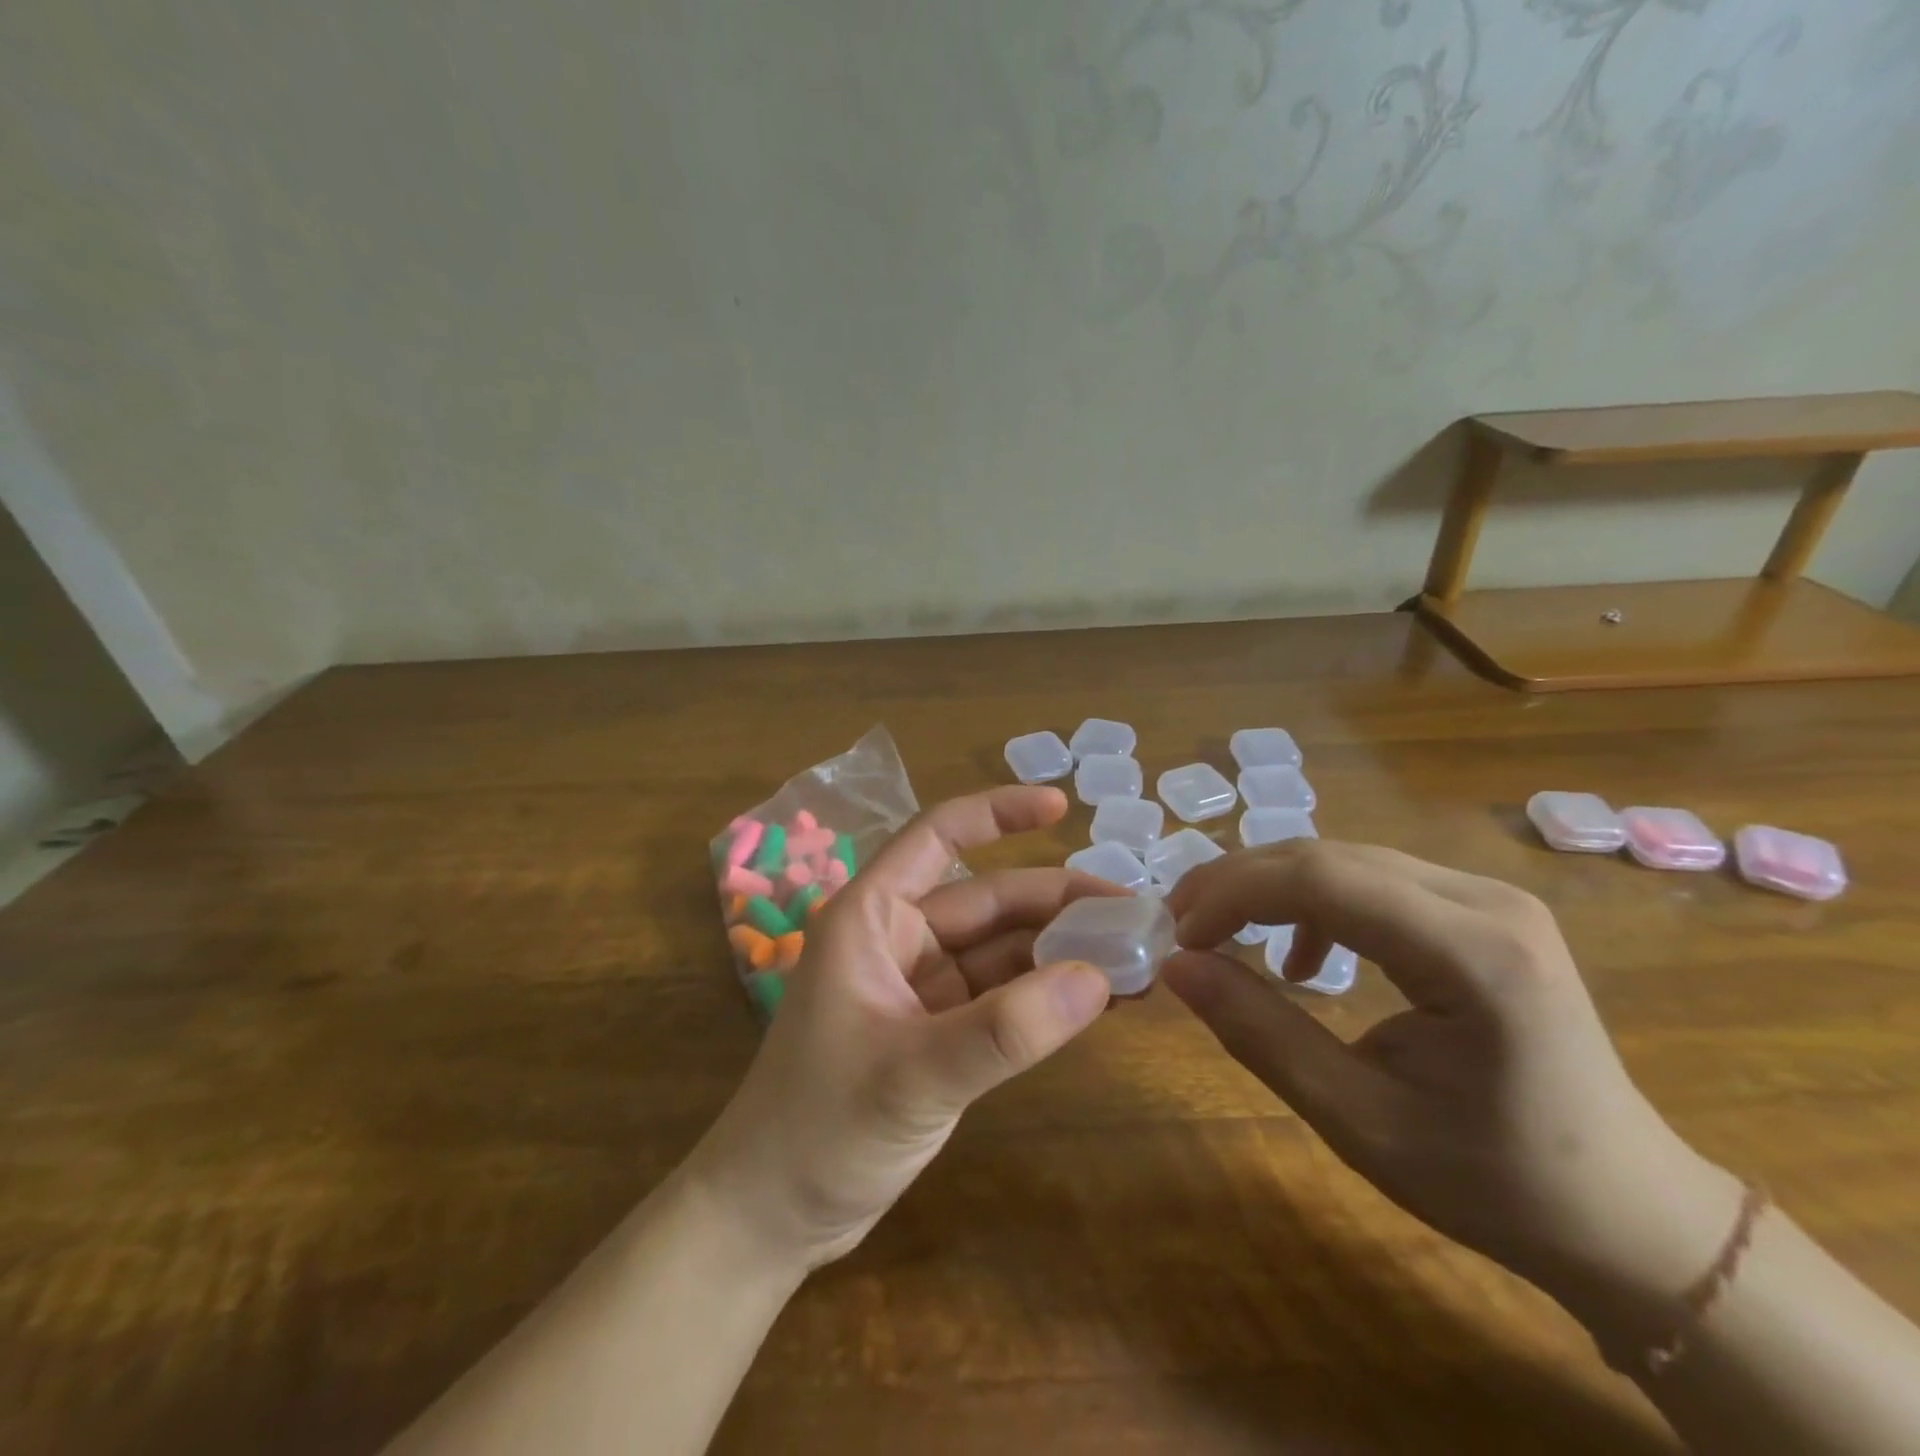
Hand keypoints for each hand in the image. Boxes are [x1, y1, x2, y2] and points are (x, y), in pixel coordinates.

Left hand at [685, 787, 1116, 1271]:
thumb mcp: (914, 1077)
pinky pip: (1001, 997)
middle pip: (989, 900)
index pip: (937, 836)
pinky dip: (1045, 996)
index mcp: (871, 917)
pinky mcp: (937, 1033)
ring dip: (1061, 952)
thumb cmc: (818, 1131)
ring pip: (1001, 950)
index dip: (998, 813)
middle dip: (1058, 903)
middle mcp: (897, 939)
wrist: (771, 1216)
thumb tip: (1097, 976)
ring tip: (1136, 958)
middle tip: (1136, 916)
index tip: (1063, 806)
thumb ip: (1004, 1030)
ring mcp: (920, 987)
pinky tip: (1098, 999)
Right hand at [1162, 841, 1743, 1340]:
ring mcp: (1488, 898)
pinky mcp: (1480, 911)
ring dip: (1270, 889)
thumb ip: (1261, 1033)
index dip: (1234, 894)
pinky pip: (1372, 882)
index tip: (1180, 936)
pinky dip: (1314, 905)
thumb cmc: (1496, 1183)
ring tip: (1222, 934)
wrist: (1628, 1214)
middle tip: (1182, 927)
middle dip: (1241, 883)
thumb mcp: (1359, 1120)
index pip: (1323, 880)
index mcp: (1473, 954)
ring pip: (1345, 861)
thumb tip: (1176, 967)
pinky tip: (1303, 958)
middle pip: (1329, 856)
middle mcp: (1485, 901)